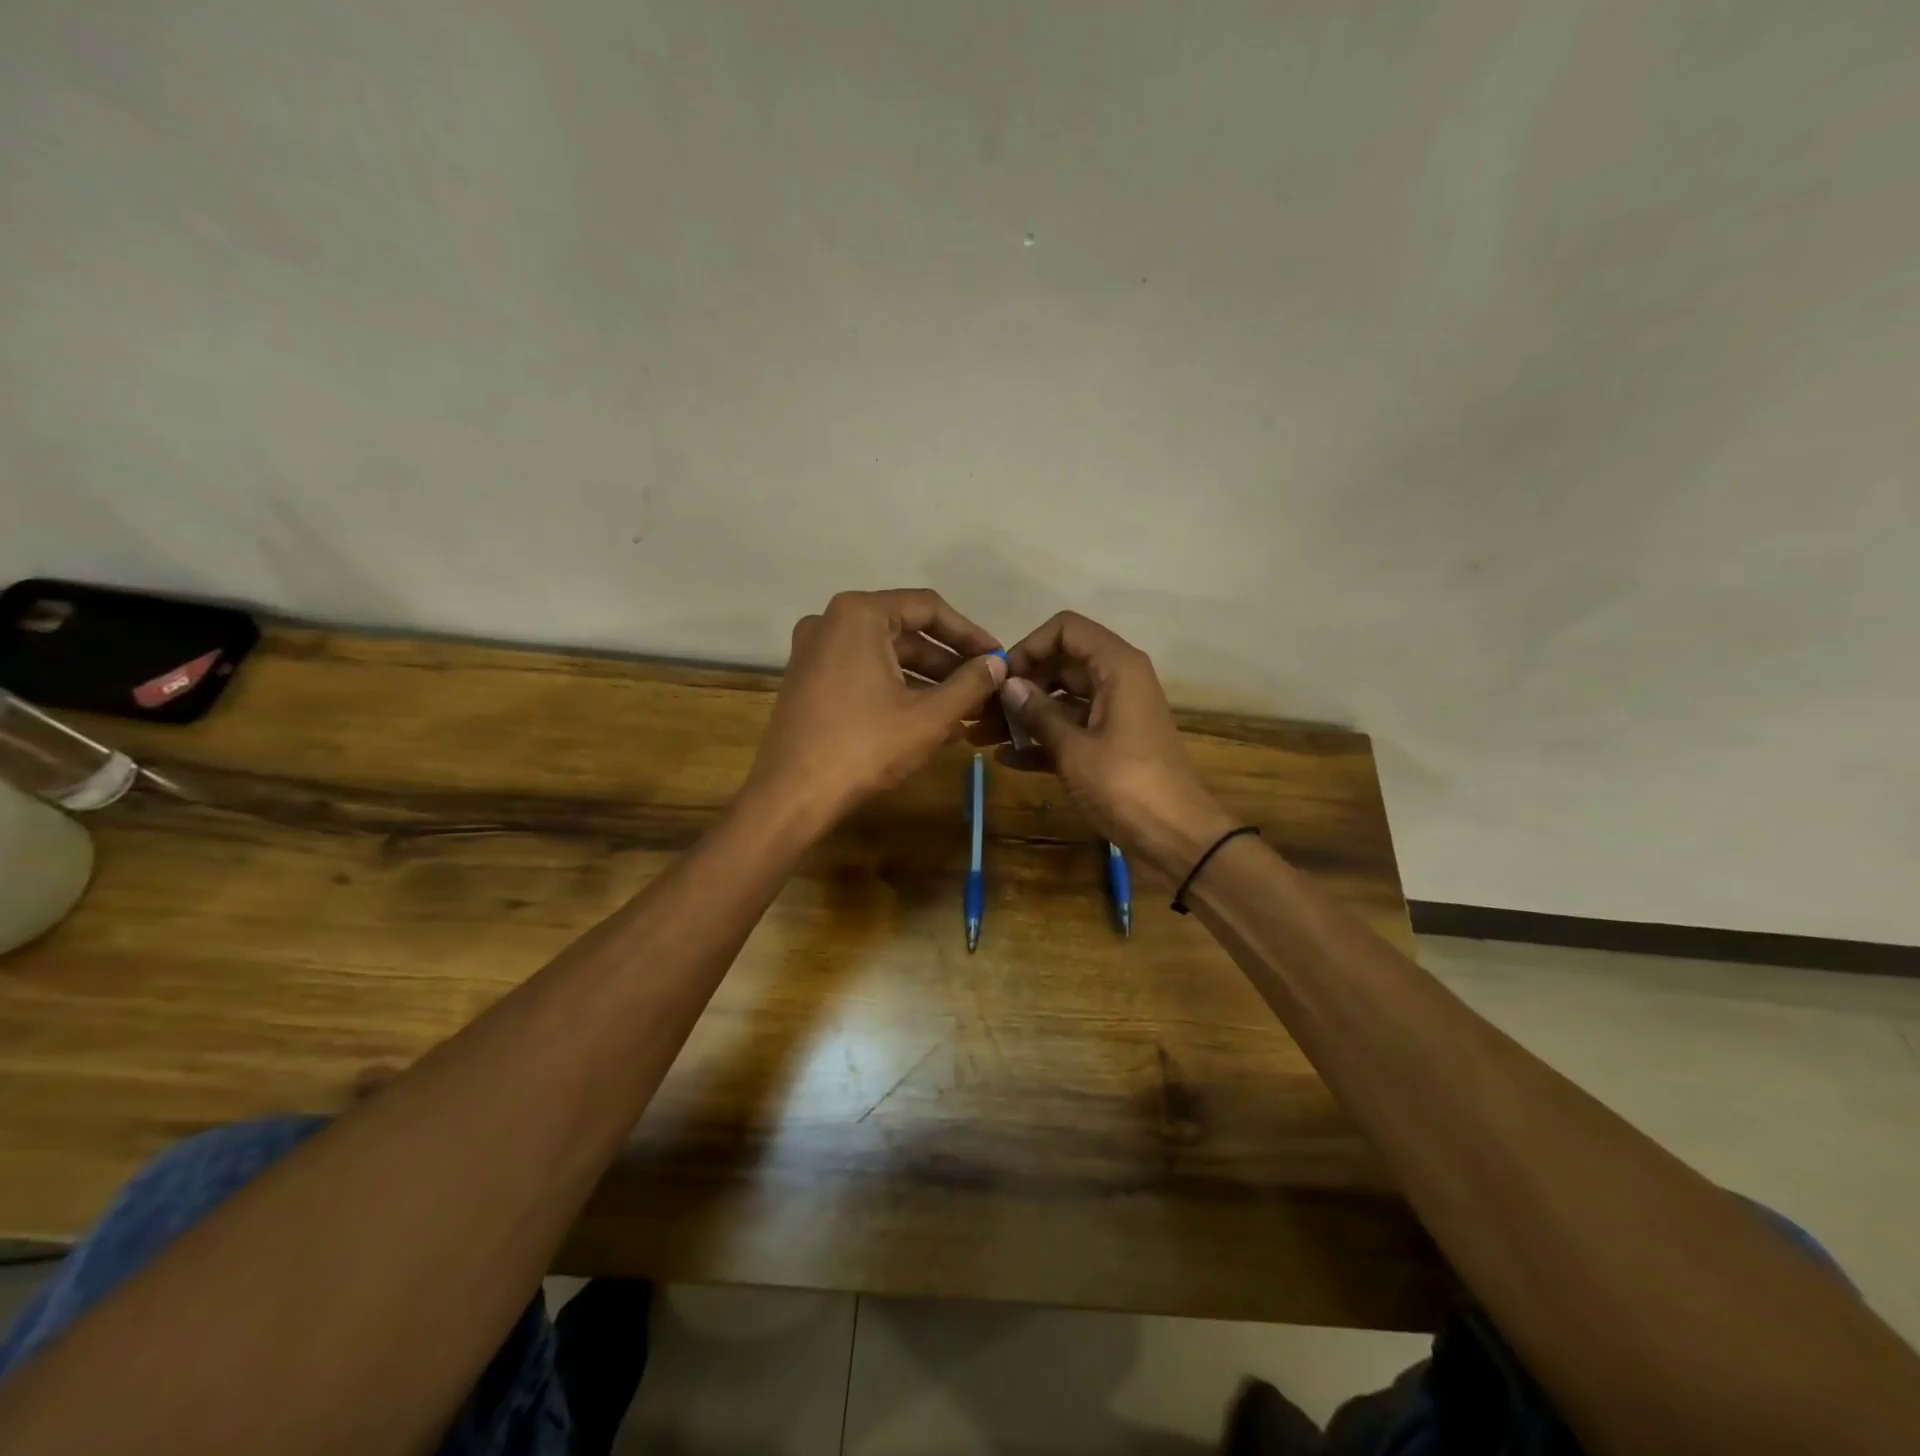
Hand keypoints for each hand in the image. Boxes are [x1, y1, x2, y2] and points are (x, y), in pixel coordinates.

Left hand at [745, 589, 1005, 827]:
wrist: (791, 796)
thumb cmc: (864, 747)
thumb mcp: (929, 716)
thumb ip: (969, 684)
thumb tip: (998, 664)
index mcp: (859, 615)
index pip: (928, 608)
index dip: (969, 634)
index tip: (997, 658)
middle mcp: (831, 621)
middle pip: (906, 632)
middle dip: (949, 662)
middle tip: (986, 688)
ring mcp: (814, 651)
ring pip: (886, 656)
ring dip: (928, 681)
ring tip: (967, 709)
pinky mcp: (809, 680)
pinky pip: (864, 674)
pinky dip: (898, 690)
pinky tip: (932, 719)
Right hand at [992, 612, 1234, 881]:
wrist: (1177, 838)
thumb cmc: (1126, 785)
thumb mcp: (1075, 748)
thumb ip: (1039, 713)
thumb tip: (1008, 685)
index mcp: (1116, 667)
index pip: (1066, 629)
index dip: (1030, 646)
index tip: (1001, 678)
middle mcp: (1116, 681)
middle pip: (1060, 664)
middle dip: (1021, 686)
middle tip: (982, 712)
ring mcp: (1113, 714)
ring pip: (1062, 700)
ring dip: (1025, 716)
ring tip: (983, 736)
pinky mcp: (1110, 745)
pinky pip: (1071, 730)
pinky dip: (1043, 741)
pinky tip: (1008, 760)